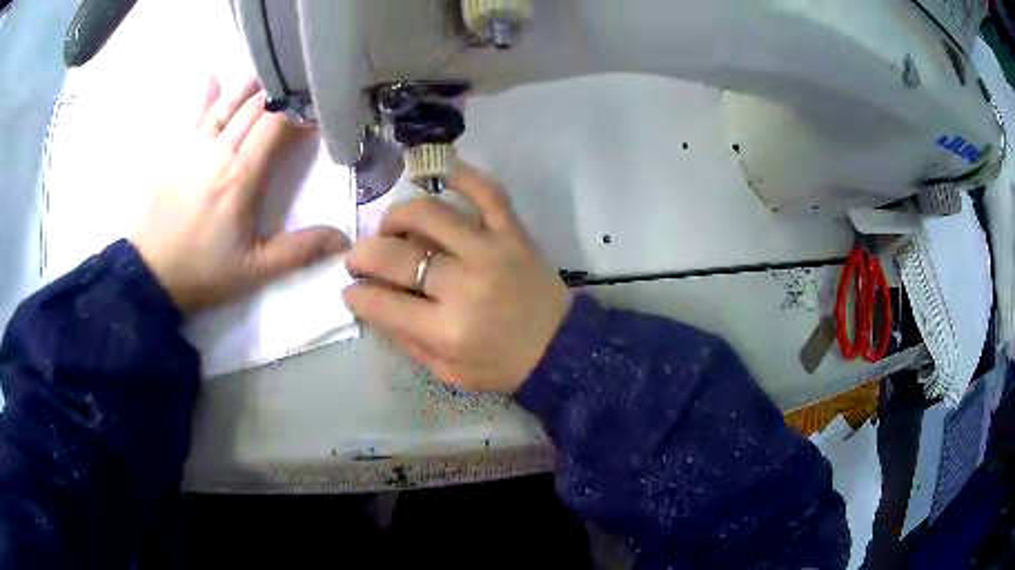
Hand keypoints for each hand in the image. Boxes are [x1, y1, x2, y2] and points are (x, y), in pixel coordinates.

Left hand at [132, 78, 347, 311]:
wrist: (152, 275)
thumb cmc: (204, 272)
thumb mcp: (255, 271)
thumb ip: (299, 251)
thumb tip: (344, 239)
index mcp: (242, 176)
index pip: (276, 125)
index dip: (299, 112)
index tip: (316, 111)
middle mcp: (220, 152)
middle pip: (254, 108)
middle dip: (279, 94)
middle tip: (299, 86)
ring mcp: (195, 149)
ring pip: (227, 105)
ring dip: (249, 88)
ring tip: (268, 72)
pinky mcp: (177, 154)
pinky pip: (195, 117)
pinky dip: (206, 97)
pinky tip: (213, 79)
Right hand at [344, 162, 569, 392]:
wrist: (560, 347)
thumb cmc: (501, 365)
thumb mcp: (447, 371)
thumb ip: (405, 339)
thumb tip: (370, 303)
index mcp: (447, 329)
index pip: (382, 302)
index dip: (356, 293)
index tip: (350, 288)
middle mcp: (464, 284)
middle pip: (396, 254)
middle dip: (363, 254)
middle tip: (358, 258)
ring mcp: (490, 249)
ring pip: (429, 213)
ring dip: (397, 216)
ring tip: (390, 228)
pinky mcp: (513, 231)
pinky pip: (485, 191)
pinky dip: (460, 173)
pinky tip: (437, 173)